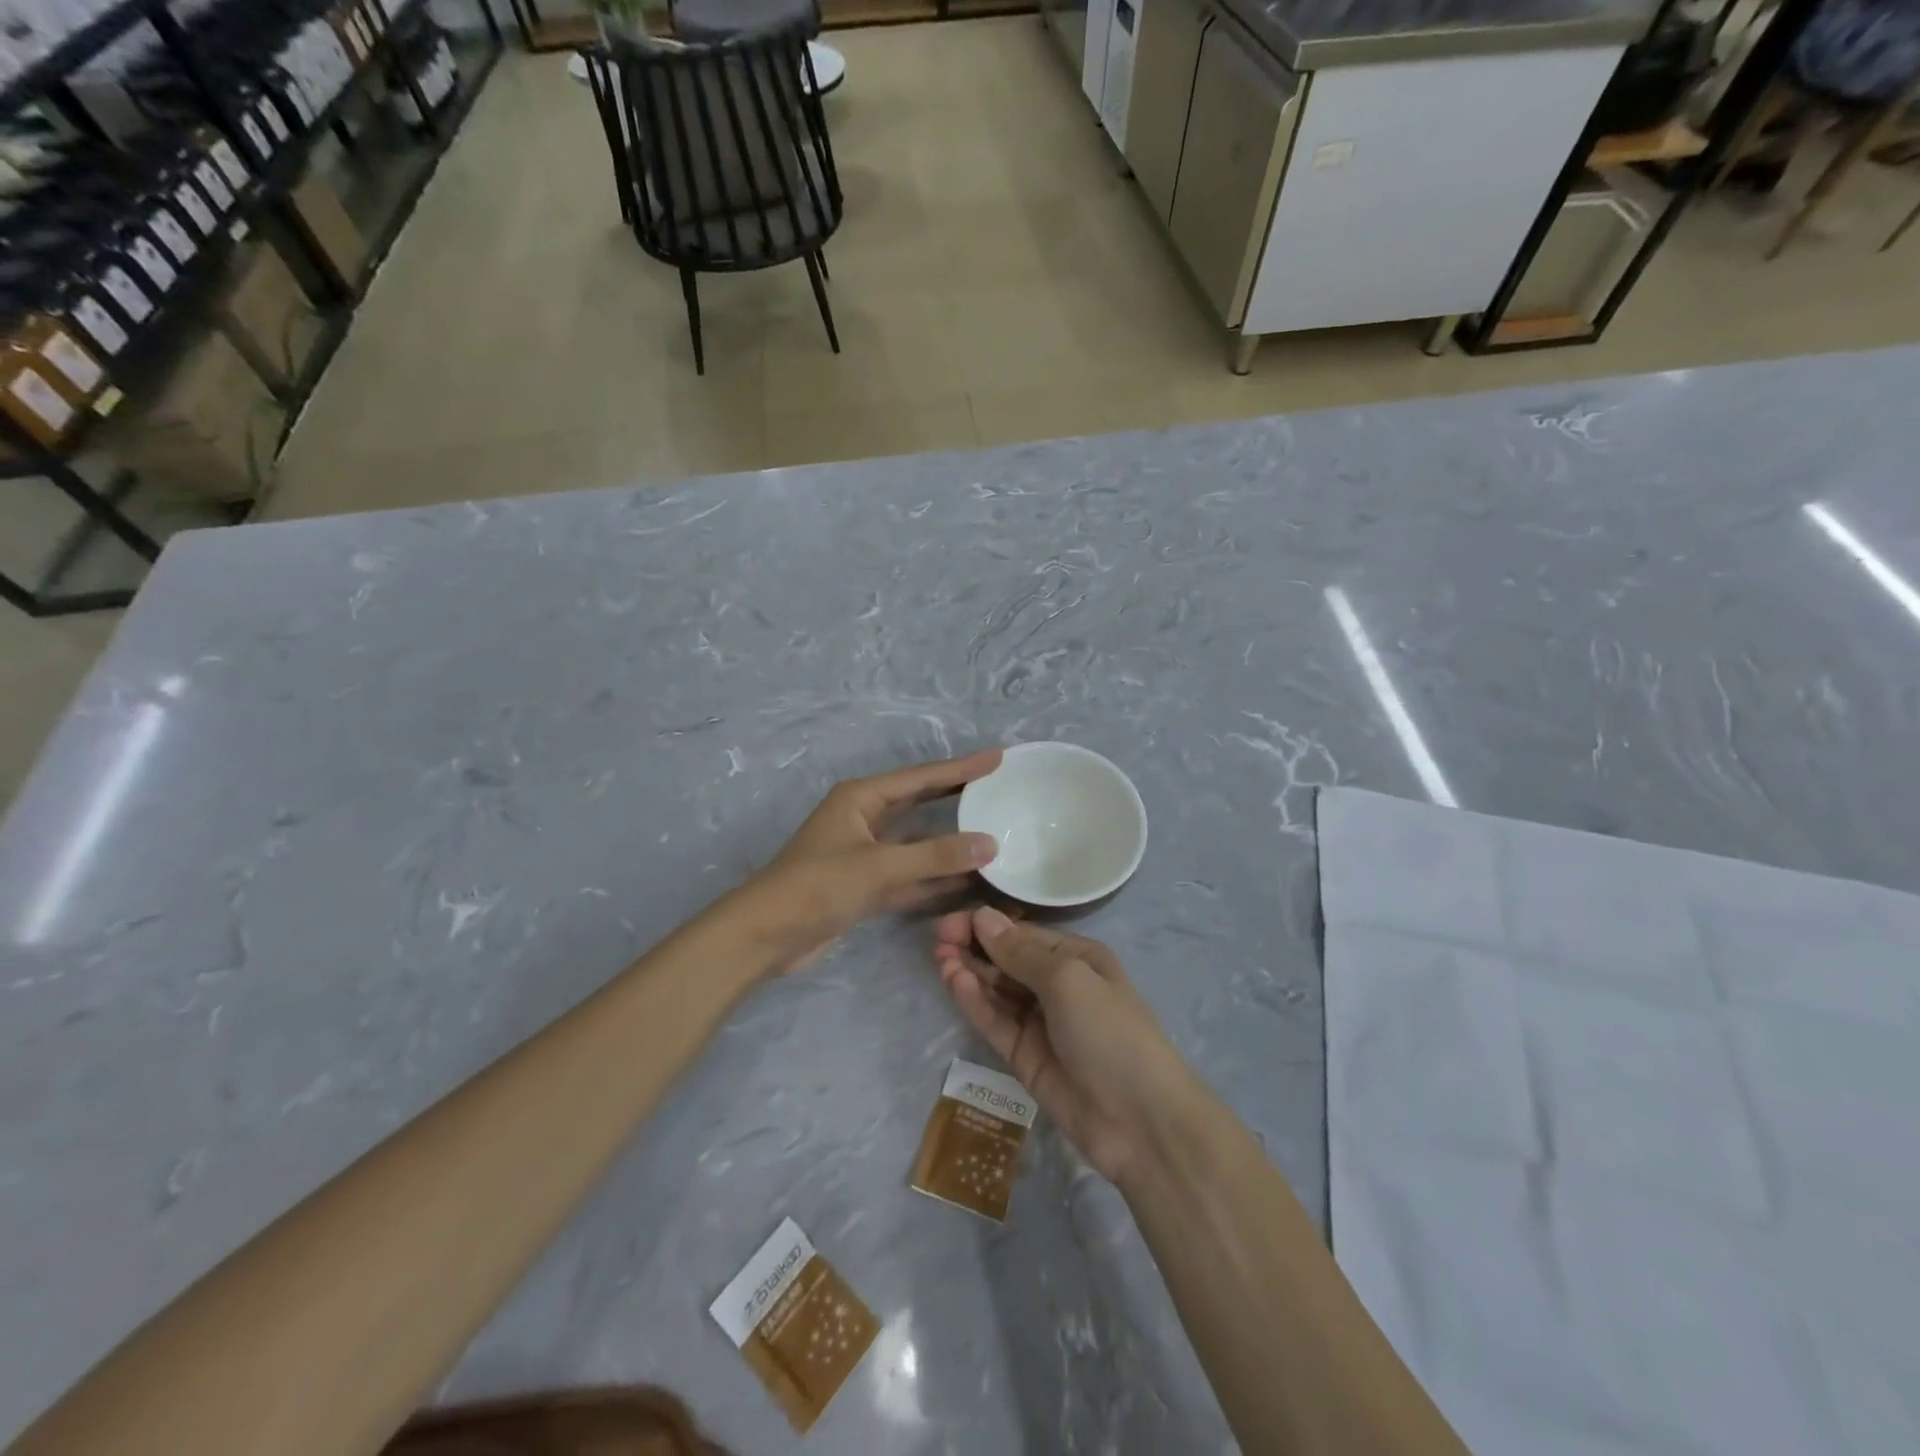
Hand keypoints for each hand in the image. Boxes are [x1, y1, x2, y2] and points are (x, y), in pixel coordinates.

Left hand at [733, 751, 1001, 973]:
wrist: (764, 937)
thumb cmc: (816, 887)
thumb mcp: (878, 866)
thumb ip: (935, 855)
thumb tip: (990, 843)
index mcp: (861, 798)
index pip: (922, 777)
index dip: (962, 767)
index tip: (998, 758)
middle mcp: (864, 819)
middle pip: (920, 802)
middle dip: (958, 794)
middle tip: (1000, 787)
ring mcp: (865, 854)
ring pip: (918, 841)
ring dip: (951, 840)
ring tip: (995, 831)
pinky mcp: (866, 886)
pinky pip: (911, 874)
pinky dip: (936, 877)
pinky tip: (970, 880)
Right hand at [933, 907, 1192, 1182]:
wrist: (1140, 1121)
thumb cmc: (1110, 1032)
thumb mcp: (1069, 980)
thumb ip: (1021, 952)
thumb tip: (983, 917)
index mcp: (1077, 958)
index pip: (1023, 933)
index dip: (987, 925)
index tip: (951, 921)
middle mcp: (1057, 985)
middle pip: (1006, 959)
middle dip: (974, 946)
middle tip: (938, 939)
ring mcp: (1039, 1022)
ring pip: (996, 989)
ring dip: (969, 972)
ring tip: (940, 958)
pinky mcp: (1023, 1056)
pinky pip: (995, 1021)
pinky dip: (974, 1002)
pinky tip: (954, 982)